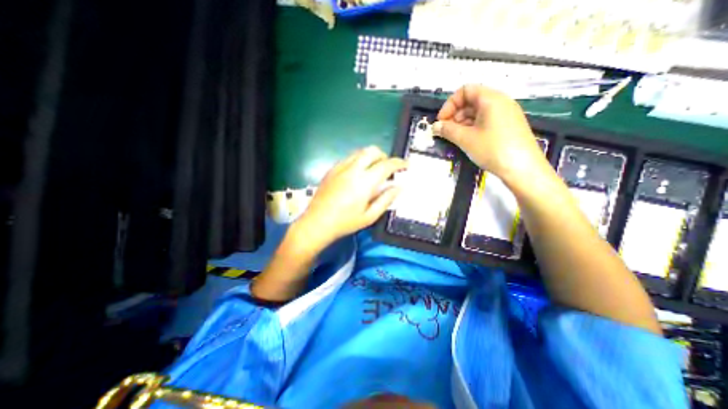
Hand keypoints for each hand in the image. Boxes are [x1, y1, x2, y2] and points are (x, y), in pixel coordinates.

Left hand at [295, 145, 407, 250]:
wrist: (317, 223)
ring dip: (371, 157)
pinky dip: (359, 160)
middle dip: (384, 156)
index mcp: (364, 182)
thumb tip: (398, 186)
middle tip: (388, 169)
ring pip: (360, 152)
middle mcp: (353, 169)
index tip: (406, 165)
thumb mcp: (370, 216)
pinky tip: (358, 174)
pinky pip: (349, 157)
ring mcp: (340, 167)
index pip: (386, 165)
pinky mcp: (332, 169)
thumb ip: (386, 199)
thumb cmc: (345, 222)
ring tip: (374, 170)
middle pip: (372, 151)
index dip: (399, 163)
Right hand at [434, 84, 548, 186]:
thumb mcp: (466, 139)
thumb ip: (448, 130)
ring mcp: (505, 114)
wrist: (522, 168)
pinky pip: (486, 120)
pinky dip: (472, 127)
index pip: (465, 90)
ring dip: (462, 122)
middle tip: (445, 131)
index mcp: (491, 99)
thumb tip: (434, 127)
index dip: (449, 104)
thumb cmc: (493, 149)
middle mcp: (500, 102)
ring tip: (454, 137)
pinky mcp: (507, 126)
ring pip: (478, 112)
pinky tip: (467, 140)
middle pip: (471, 100)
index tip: (441, 121)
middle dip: (454, 114)